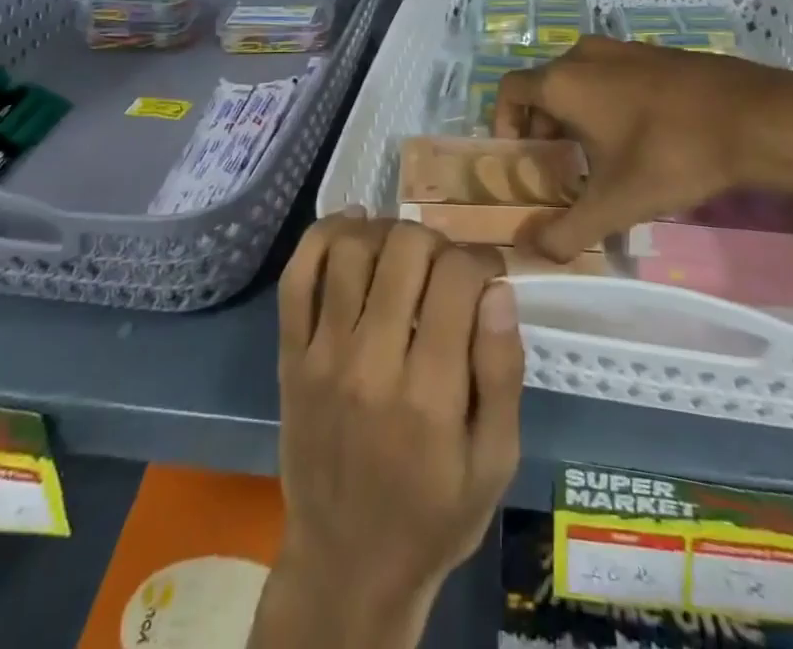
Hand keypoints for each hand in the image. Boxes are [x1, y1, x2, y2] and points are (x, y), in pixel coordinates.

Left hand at [252, 215, 523, 648]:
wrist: (346, 565)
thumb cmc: (433, 515)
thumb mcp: (494, 462)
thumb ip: (502, 373)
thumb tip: (498, 289)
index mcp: (429, 394)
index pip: (456, 278)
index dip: (480, 260)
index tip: (486, 273)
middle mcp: (371, 363)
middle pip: (404, 249)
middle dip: (437, 242)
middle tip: (446, 267)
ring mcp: (322, 355)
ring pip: (351, 249)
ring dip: (385, 232)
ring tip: (404, 251)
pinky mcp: (289, 355)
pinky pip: (297, 276)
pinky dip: (323, 235)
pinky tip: (353, 227)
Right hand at [494, 36, 792, 267]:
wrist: (756, 117)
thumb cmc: (671, 154)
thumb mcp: (616, 203)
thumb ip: (568, 231)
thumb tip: (533, 252)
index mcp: (563, 80)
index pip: (509, 90)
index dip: (504, 123)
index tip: (521, 158)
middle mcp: (585, 54)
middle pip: (544, 86)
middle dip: (543, 126)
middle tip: (559, 166)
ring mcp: (624, 48)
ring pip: (580, 79)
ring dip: (576, 113)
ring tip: (597, 156)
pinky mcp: (656, 52)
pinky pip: (613, 74)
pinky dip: (607, 100)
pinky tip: (639, 138)